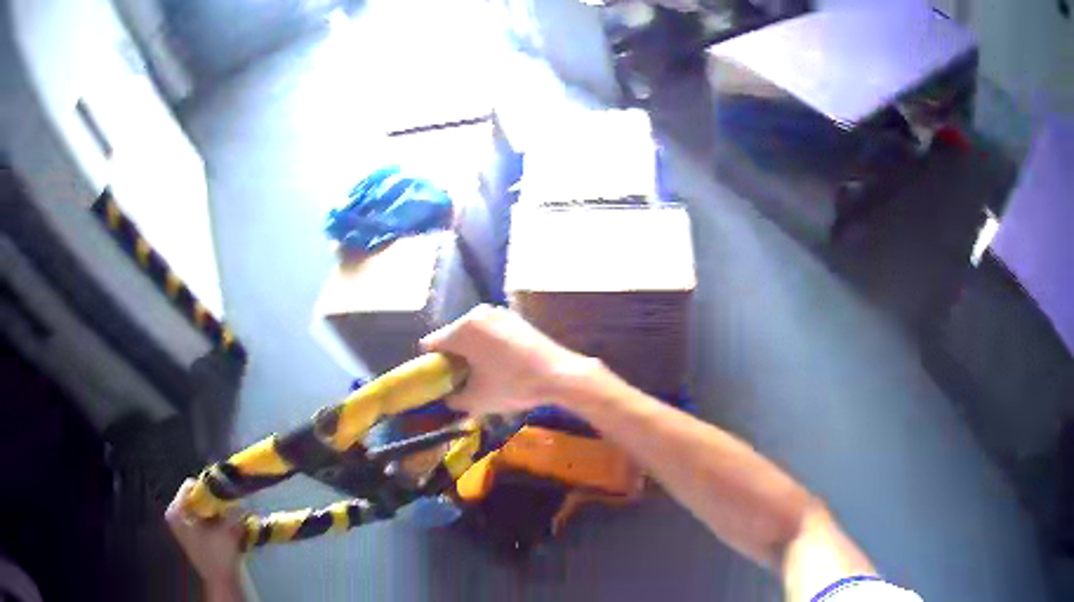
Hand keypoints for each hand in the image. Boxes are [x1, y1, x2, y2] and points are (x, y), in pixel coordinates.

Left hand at [165, 479, 244, 591]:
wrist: (221, 581)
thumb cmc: (218, 555)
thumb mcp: (226, 529)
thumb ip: (231, 509)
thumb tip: (237, 495)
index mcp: (176, 511)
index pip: (190, 486)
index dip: (208, 489)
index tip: (224, 495)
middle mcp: (174, 515)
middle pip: (194, 497)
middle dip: (212, 501)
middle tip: (227, 507)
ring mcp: (180, 526)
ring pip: (198, 508)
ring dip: (213, 511)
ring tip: (227, 517)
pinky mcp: (190, 535)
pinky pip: (200, 518)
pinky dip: (212, 520)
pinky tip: (223, 527)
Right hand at [421, 305, 591, 414]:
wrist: (559, 374)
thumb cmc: (512, 385)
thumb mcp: (476, 400)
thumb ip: (453, 399)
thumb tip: (447, 397)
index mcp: (462, 329)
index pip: (430, 344)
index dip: (431, 365)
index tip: (441, 382)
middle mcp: (476, 313)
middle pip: (452, 336)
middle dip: (453, 358)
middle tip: (462, 381)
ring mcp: (498, 312)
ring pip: (472, 334)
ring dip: (471, 352)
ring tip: (483, 375)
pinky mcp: (515, 318)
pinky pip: (489, 332)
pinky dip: (488, 346)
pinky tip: (500, 365)